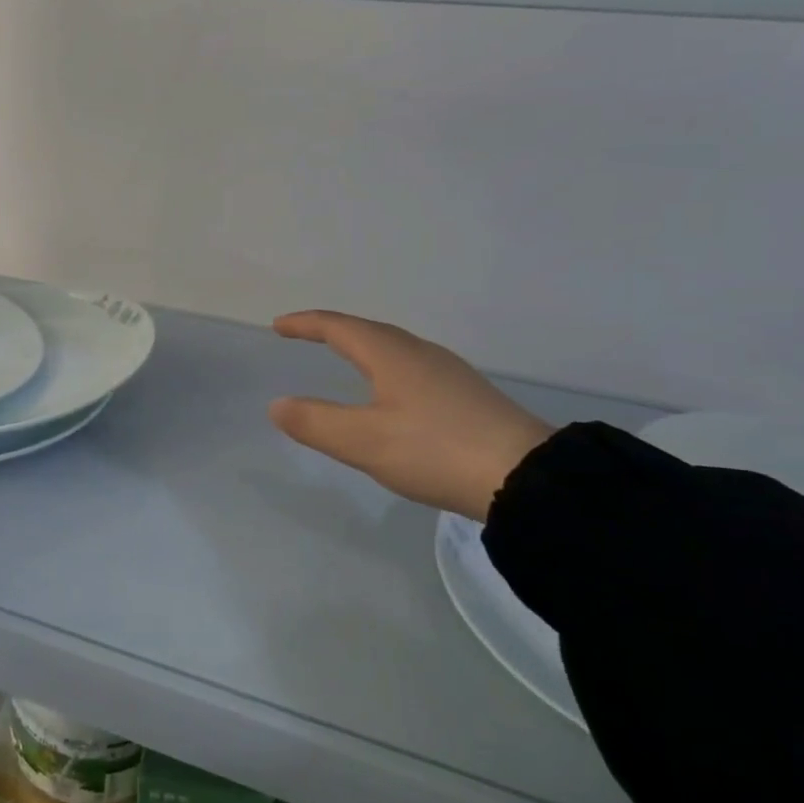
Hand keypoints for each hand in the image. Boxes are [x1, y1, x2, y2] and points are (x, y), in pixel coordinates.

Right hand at [268, 310, 552, 520]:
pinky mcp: (467, 395)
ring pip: (394, 348)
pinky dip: (385, 368)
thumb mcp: (364, 441)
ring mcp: (448, 372)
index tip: (279, 326)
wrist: (526, 477)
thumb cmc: (434, 450)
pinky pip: (412, 367)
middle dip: (332, 331)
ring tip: (344, 358)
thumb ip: (316, 422)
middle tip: (305, 336)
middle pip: (368, 331)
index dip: (306, 324)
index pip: (338, 327)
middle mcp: (420, 353)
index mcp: (391, 354)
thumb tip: (277, 404)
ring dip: (361, 347)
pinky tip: (392, 393)